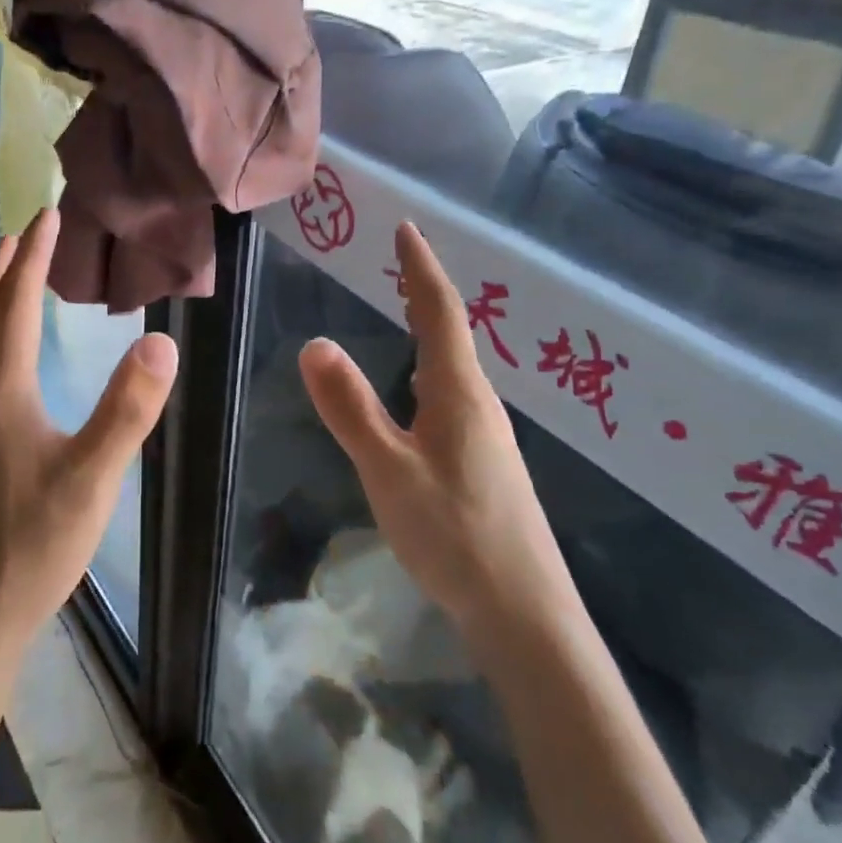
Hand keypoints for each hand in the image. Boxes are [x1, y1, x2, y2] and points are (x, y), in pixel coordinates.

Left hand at [0, 208, 177, 672]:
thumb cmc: (30, 547)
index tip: (49, 215)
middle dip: (7, 268)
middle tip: (26, 232)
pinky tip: (0, 362)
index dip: (35, 257)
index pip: (17, 305)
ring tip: (10, 279)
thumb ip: (128, 409)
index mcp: (1, 391)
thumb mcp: (91, 477)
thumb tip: (161, 339)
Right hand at [299, 221, 570, 628]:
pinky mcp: (484, 463)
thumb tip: (315, 343)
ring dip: (430, 328)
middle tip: (399, 260)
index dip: (420, 267)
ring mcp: (486, 435)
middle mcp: (479, 403)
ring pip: (453, 366)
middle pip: (451, 331)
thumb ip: (351, 408)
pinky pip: (452, 394)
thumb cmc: (455, 534)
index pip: (439, 311)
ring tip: (404, 311)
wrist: (526, 614)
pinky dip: (429, 367)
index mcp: (458, 392)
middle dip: (424, 290)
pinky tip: (417, 391)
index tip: (407, 228)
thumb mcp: (389, 469)